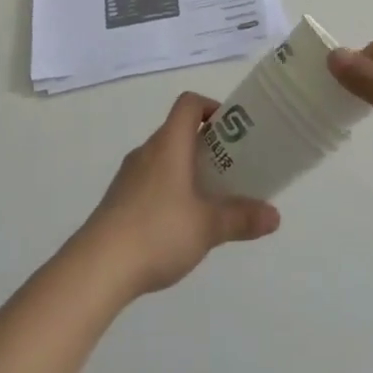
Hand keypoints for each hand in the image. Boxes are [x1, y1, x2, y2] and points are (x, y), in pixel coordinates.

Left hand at [79, 92, 280, 298]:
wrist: (96, 268)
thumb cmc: (157, 232)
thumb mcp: (207, 227)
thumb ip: (242, 218)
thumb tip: (275, 216)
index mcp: (169, 144)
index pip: (189, 104)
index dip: (212, 107)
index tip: (233, 130)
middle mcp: (147, 151)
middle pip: (178, 131)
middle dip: (207, 145)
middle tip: (231, 169)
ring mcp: (128, 176)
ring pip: (164, 159)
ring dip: (187, 170)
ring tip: (209, 199)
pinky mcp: (117, 201)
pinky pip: (149, 182)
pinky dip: (168, 190)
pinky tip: (179, 225)